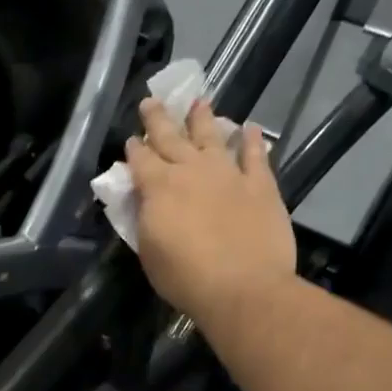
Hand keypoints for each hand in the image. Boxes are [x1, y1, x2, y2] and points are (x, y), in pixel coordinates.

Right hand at [125, 98, 297, 328]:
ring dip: (203, 118)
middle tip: (151, 101)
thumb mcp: (148, 250)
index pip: (140, 159)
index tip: (131, 140)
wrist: (243, 288)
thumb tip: (144, 200)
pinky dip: (253, 140)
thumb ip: (145, 219)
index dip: (133, 149)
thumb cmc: (185, 277)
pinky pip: (256, 156)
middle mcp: (191, 171)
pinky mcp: (260, 185)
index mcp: (158, 187)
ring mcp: (228, 174)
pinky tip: (251, 128)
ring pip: (212, 137)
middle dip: (158, 119)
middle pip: (171, 137)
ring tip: (199, 102)